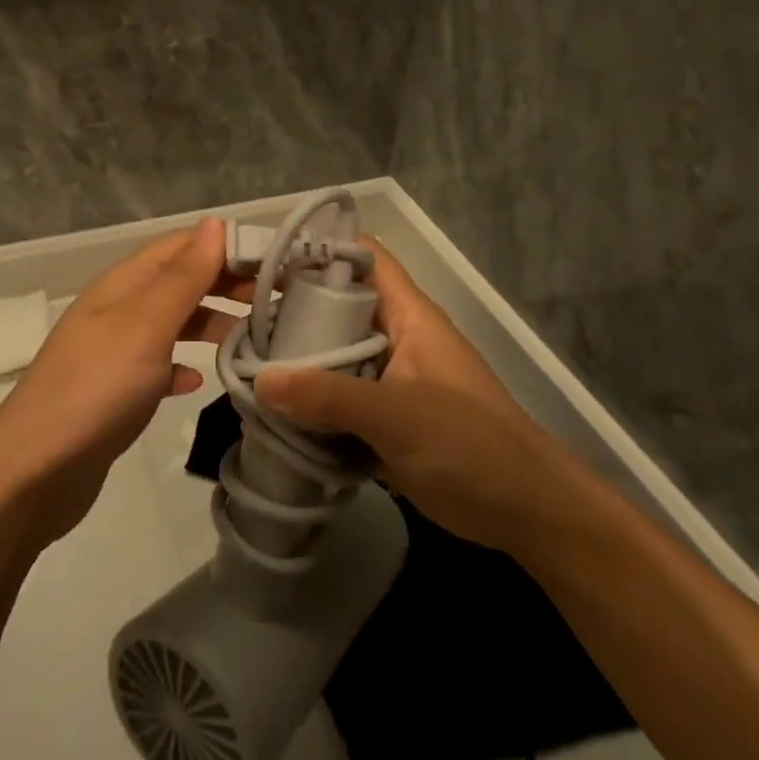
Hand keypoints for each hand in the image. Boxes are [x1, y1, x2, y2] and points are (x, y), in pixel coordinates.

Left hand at [0, 219, 247, 546]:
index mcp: (122, 285)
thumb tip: (215, 224)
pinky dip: (182, 365)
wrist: (36, 471)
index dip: (225, 246)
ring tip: (252, 337)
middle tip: (278, 300)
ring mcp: (114, 353)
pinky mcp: (115, 393)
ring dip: (209, 323)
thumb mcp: (145, 324)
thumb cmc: (96, 388)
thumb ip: (182, 277)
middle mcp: (117, 310)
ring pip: (171, 323)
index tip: (276, 260)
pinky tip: (198, 381)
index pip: (180, 247)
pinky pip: (157, 366)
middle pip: (178, 282)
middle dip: (224, 284)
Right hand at [255, 241, 566, 550]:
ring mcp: (387, 379)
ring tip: (237, 361)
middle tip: (232, 317)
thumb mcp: (399, 416)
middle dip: (286, 308)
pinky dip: (305, 400)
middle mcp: (393, 337)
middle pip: (334, 305)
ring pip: (329, 354)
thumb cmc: (472, 446)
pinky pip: (334, 397)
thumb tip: (259, 381)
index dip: (315, 247)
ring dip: (291, 359)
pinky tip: (267, 408)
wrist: (526, 513)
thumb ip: (329, 397)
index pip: (361, 256)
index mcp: (407, 315)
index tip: (261, 259)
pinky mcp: (381, 418)